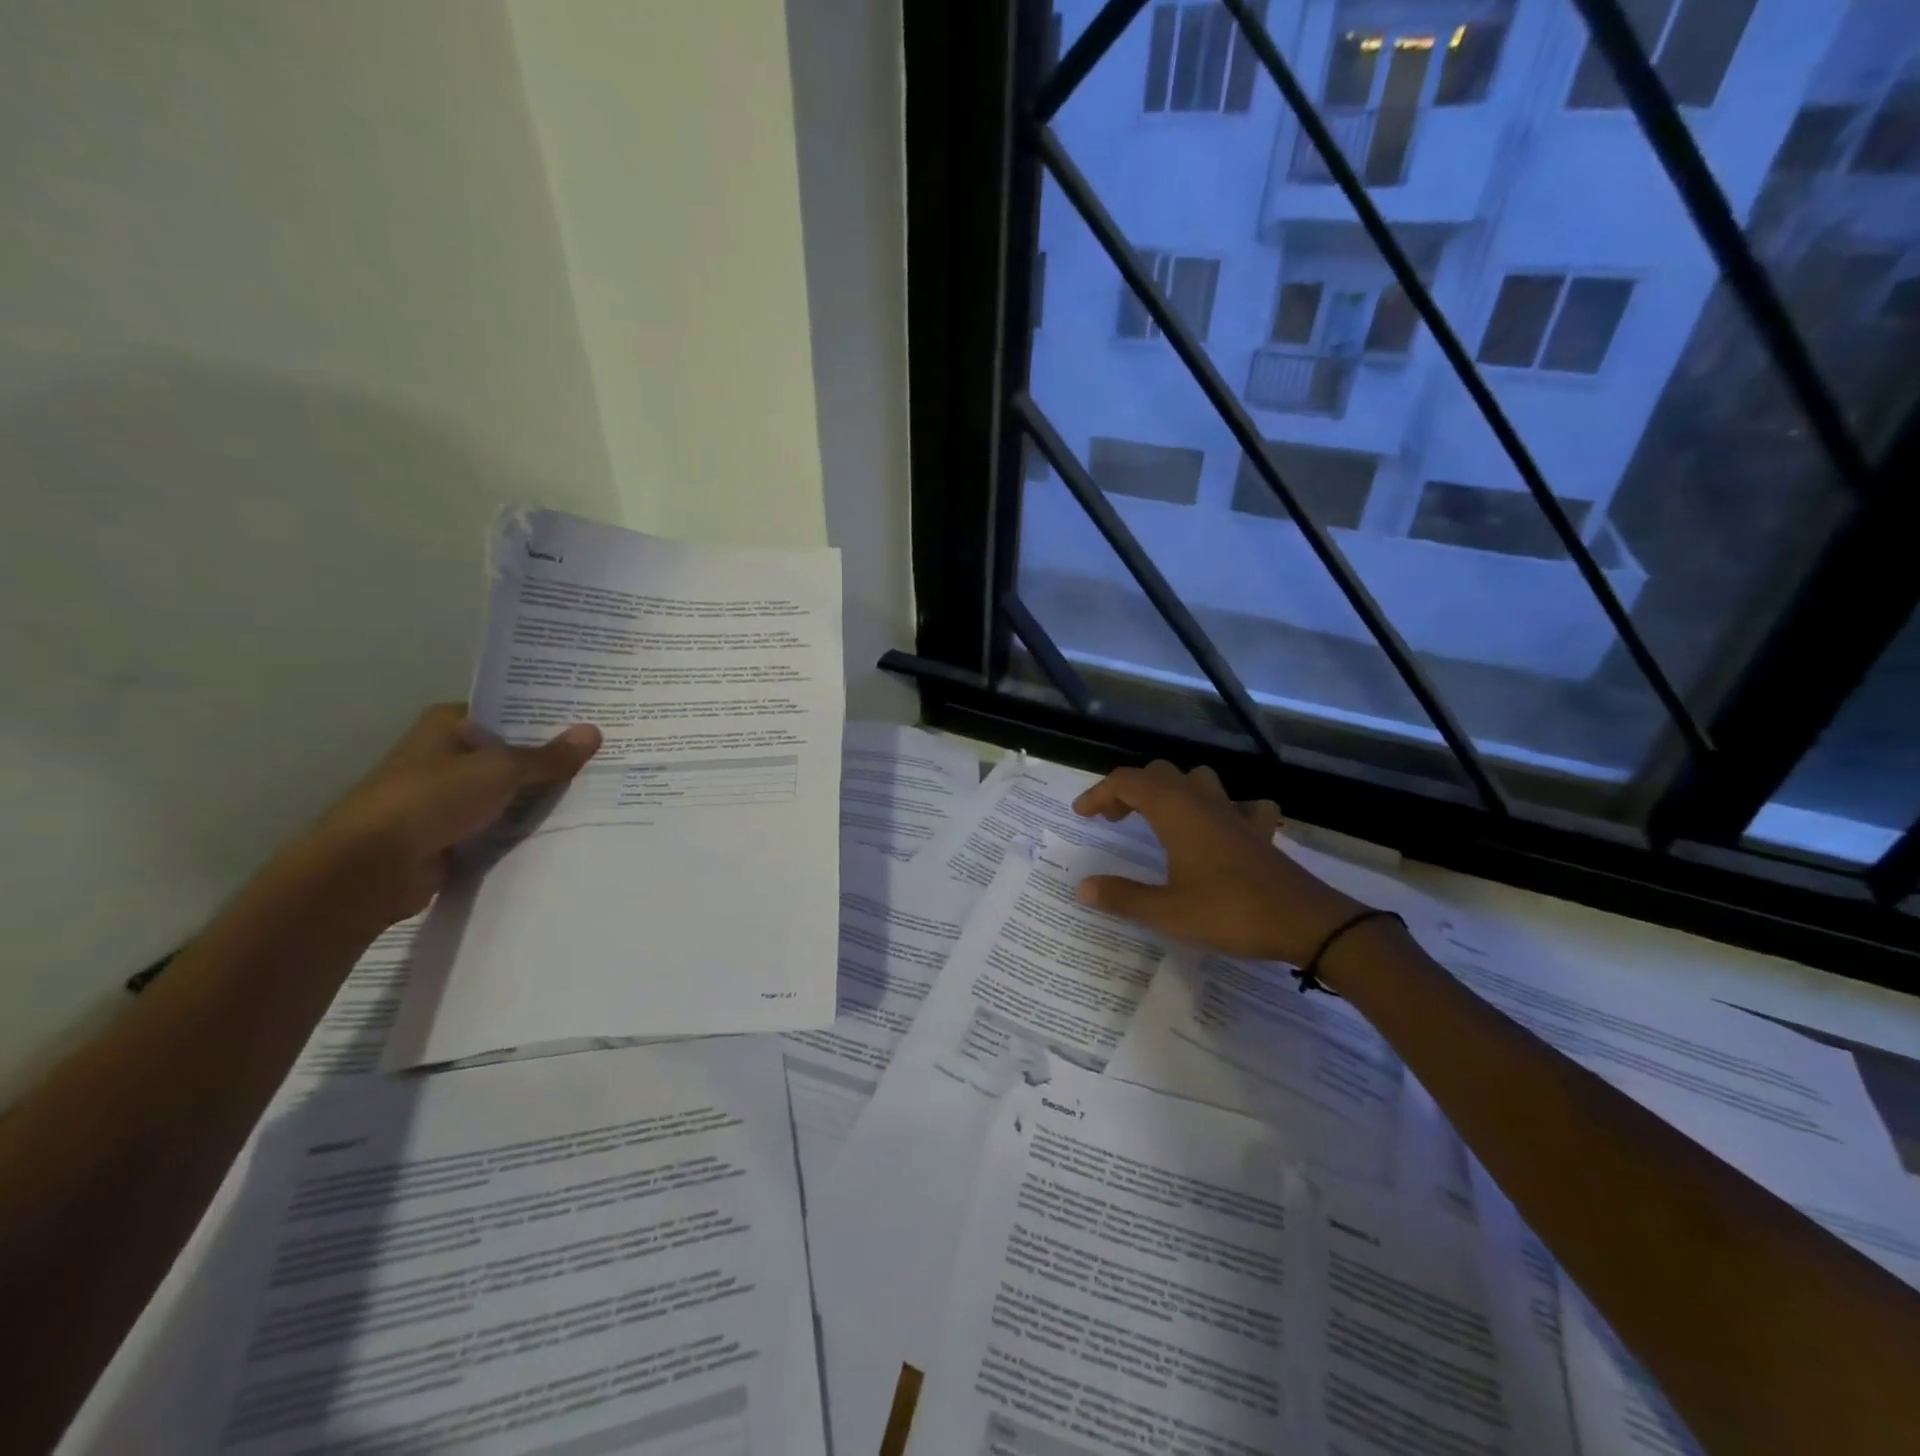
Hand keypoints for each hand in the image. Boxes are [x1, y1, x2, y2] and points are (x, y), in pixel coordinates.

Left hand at [285, 703, 601, 930]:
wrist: (372, 869)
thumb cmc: (430, 800)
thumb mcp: (500, 771)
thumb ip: (548, 756)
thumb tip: (595, 731)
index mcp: (449, 724)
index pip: (509, 712)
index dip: (549, 717)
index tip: (594, 721)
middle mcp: (447, 755)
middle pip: (512, 753)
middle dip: (553, 759)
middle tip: (608, 757)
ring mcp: (449, 796)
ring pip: (509, 791)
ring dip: (542, 795)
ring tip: (600, 791)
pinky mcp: (453, 833)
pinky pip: (501, 824)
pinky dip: (526, 826)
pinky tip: (569, 826)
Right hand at [1072, 760, 1365, 964]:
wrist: (1306, 922)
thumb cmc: (1230, 912)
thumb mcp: (1167, 911)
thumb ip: (1122, 897)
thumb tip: (1083, 886)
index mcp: (1175, 811)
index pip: (1127, 782)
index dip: (1099, 793)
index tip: (1081, 816)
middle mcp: (1203, 802)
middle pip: (1159, 774)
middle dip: (1130, 790)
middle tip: (1113, 820)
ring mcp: (1235, 813)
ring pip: (1198, 780)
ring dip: (1172, 790)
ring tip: (1159, 817)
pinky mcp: (1260, 831)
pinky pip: (1240, 806)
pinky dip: (1223, 809)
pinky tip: (1221, 829)